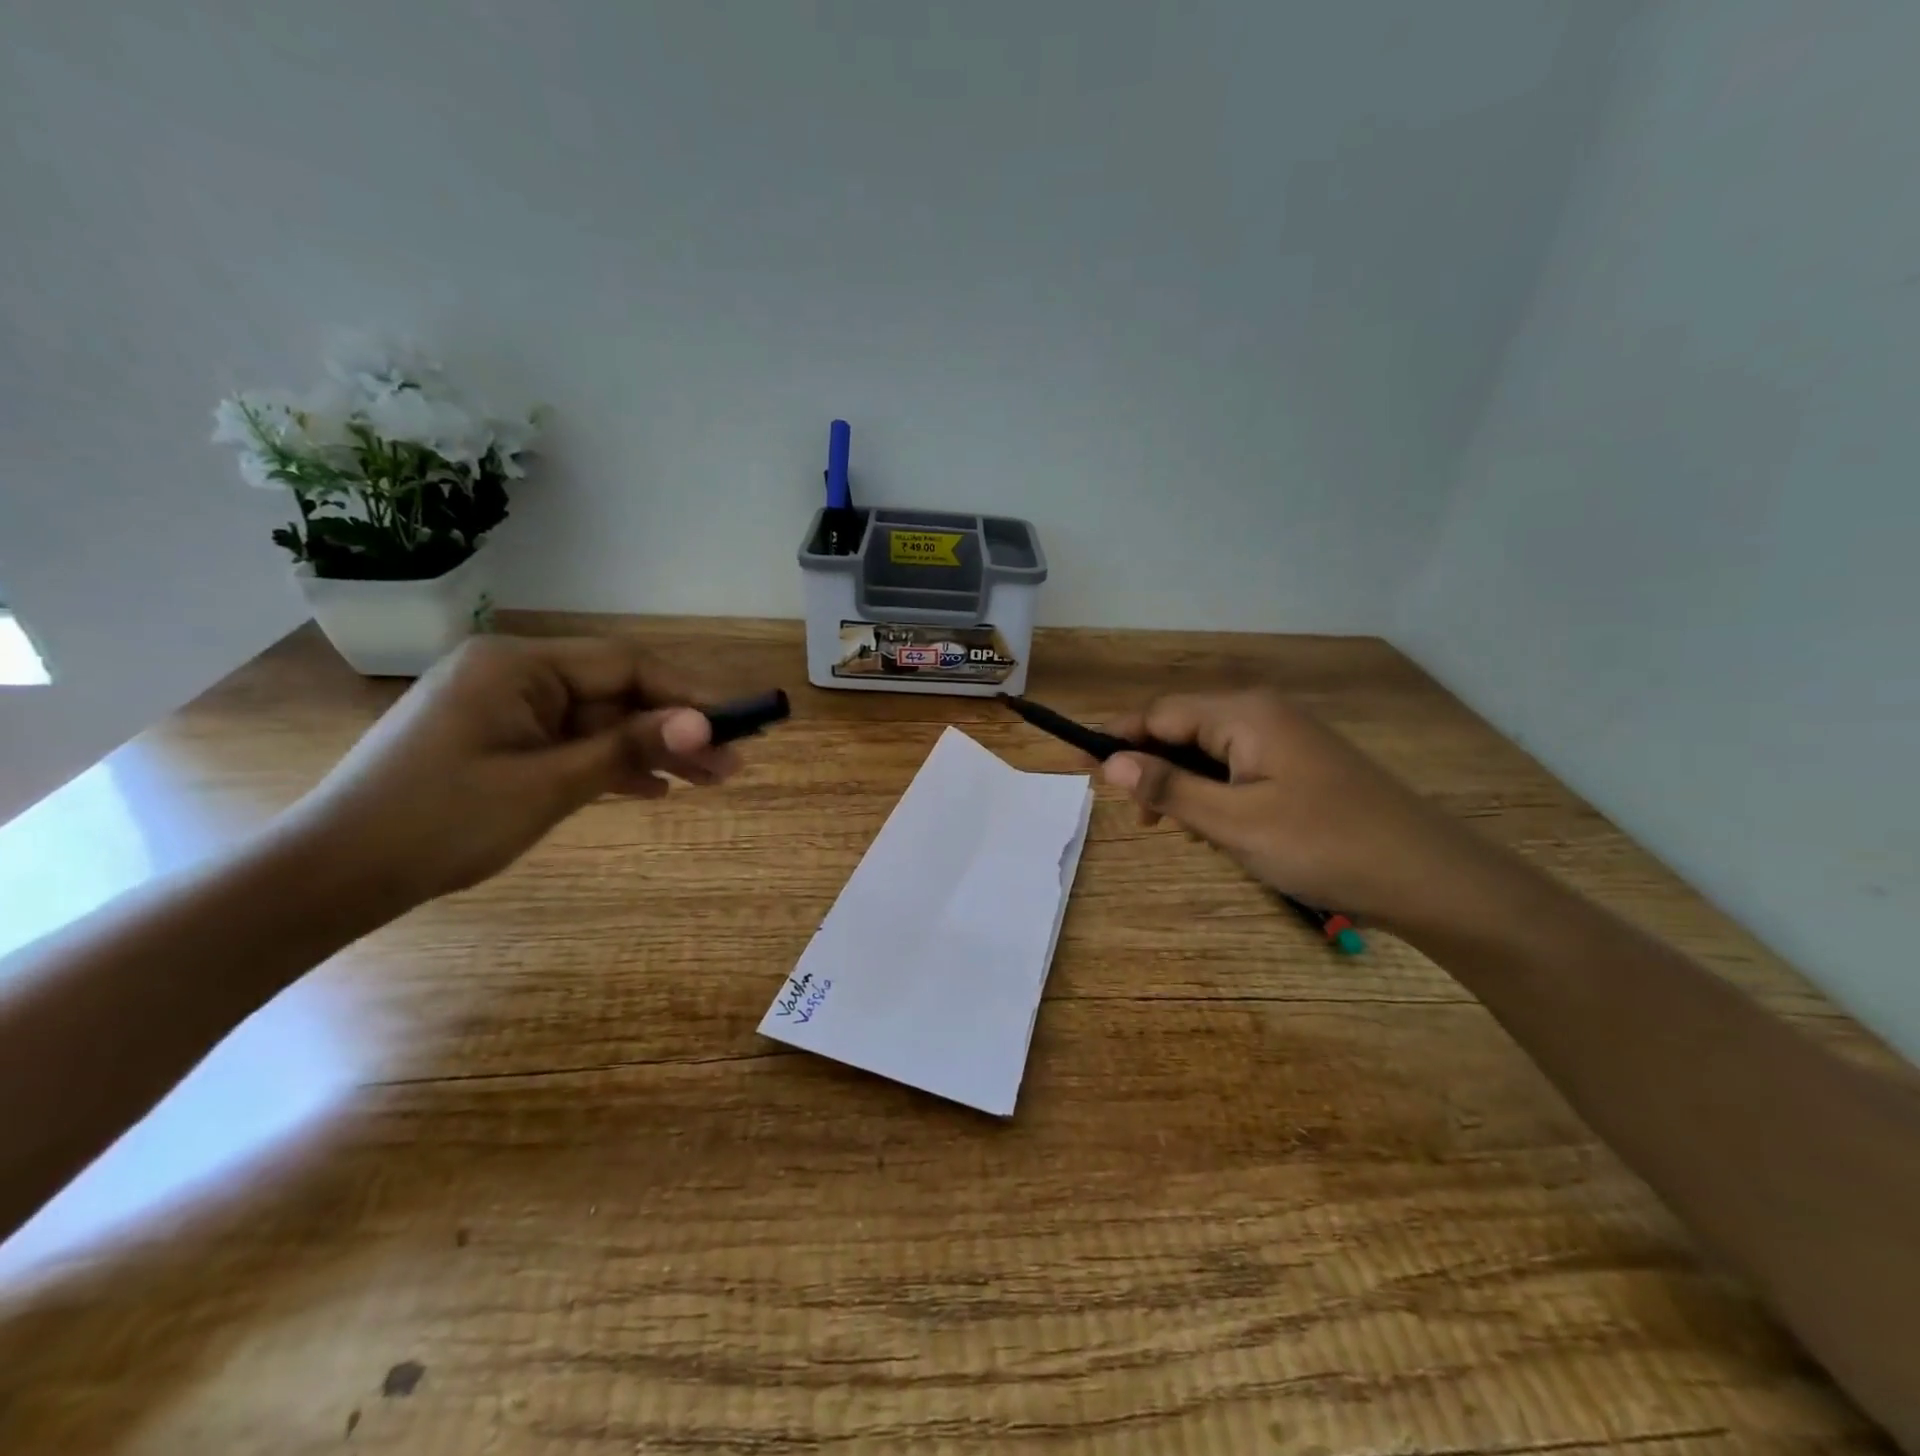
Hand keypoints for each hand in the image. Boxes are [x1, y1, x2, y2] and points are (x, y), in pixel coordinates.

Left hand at [281, 635, 743, 911]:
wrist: (334, 876)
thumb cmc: (441, 822)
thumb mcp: (548, 785)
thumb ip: (629, 747)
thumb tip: (705, 725)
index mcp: (518, 664)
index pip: (625, 665)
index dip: (687, 694)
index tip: (738, 723)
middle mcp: (515, 674)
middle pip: (617, 694)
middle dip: (676, 729)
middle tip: (733, 764)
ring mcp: (506, 709)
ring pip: (600, 722)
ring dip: (651, 750)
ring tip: (709, 781)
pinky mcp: (500, 741)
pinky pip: (572, 743)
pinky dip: (611, 765)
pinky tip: (653, 790)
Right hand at [1101, 689, 1482, 925]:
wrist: (1429, 876)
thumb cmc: (1323, 845)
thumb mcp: (1233, 823)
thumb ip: (1168, 788)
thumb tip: (1109, 762)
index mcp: (1243, 714)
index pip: (1158, 714)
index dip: (1115, 740)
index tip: (1079, 771)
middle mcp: (1262, 713)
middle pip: (1182, 729)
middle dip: (1153, 769)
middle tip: (1140, 821)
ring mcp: (1286, 738)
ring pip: (1209, 752)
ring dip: (1185, 787)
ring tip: (1185, 833)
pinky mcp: (1301, 764)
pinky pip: (1238, 768)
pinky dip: (1217, 794)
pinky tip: (1223, 831)